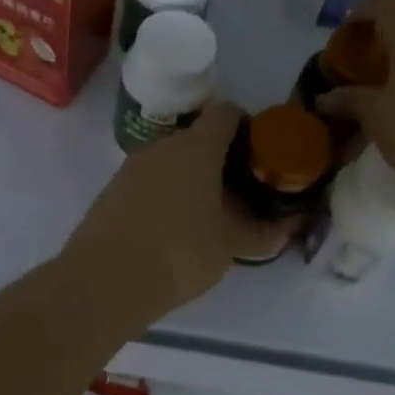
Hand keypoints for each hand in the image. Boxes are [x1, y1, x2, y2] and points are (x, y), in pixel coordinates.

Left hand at [59, 101, 257, 327]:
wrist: (105, 281)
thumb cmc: (179, 253)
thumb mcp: (230, 246)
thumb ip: (263, 233)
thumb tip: (289, 227)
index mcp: (196, 147)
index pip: (227, 113)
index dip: (248, 127)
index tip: (260, 155)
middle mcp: (162, 146)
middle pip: (199, 137)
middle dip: (222, 158)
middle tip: (241, 190)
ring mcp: (133, 166)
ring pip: (173, 160)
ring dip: (193, 177)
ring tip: (210, 212)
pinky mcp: (114, 189)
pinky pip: (151, 180)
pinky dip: (168, 192)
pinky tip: (175, 226)